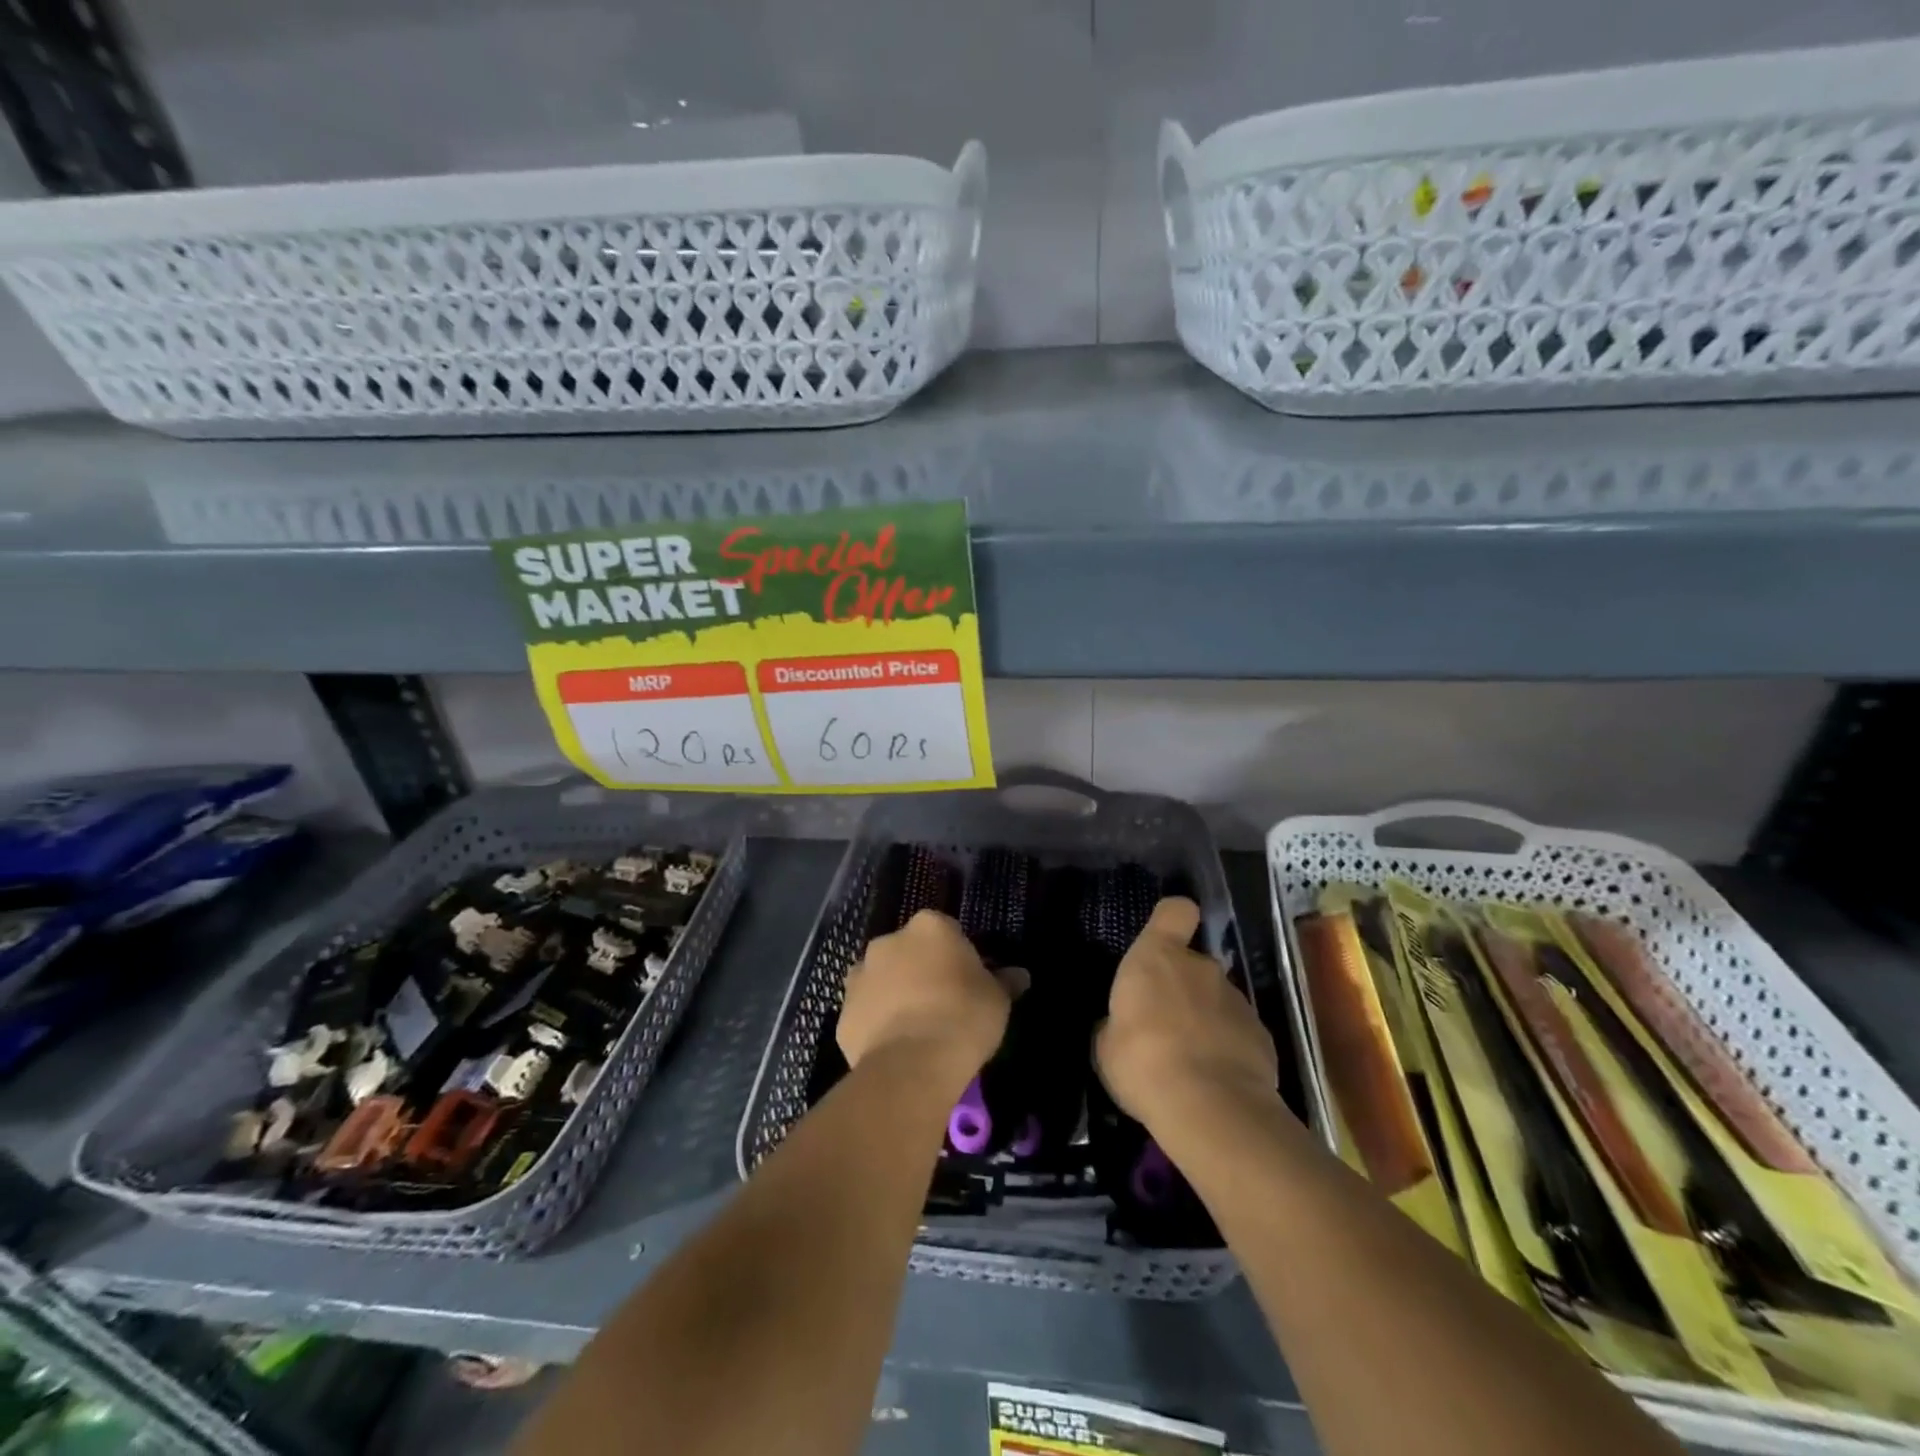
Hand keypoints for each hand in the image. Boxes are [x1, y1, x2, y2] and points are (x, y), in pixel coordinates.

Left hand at [838, 910, 1009, 1094]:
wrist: (913, 1064)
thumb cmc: (963, 1017)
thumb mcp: (998, 999)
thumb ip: (1004, 981)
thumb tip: (1020, 975)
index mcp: (928, 927)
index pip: (946, 931)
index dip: (957, 956)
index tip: (968, 981)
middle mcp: (888, 941)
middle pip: (909, 951)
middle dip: (921, 970)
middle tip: (943, 1003)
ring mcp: (860, 975)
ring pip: (882, 979)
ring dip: (895, 994)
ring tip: (916, 1029)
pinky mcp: (843, 1012)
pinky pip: (866, 1013)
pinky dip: (877, 1024)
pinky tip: (896, 1048)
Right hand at [1095, 897, 1279, 1134]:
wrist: (1210, 1108)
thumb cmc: (1143, 1063)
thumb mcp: (1106, 1046)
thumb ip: (1116, 1024)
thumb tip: (1120, 1026)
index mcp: (1158, 957)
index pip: (1175, 911)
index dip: (1170, 920)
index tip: (1164, 939)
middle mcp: (1201, 967)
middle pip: (1193, 963)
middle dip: (1182, 987)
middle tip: (1164, 1026)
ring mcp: (1237, 1000)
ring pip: (1216, 999)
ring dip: (1204, 1019)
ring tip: (1190, 1061)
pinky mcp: (1262, 1035)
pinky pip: (1238, 1031)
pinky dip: (1228, 1048)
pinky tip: (1216, 1080)